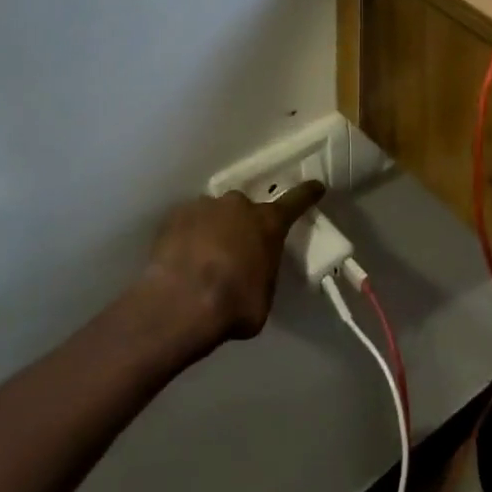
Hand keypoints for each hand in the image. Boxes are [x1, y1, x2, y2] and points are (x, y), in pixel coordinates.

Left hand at [138, 183, 325, 346]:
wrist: (179, 304)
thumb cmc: (233, 305)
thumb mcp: (263, 299)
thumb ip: (262, 276)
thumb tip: (253, 275)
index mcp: (268, 224)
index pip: (296, 201)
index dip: (307, 194)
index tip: (316, 186)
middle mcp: (239, 206)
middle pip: (246, 210)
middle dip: (242, 226)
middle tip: (234, 254)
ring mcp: (205, 206)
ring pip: (214, 215)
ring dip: (213, 231)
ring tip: (201, 260)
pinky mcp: (175, 215)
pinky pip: (187, 223)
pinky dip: (187, 237)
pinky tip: (180, 260)